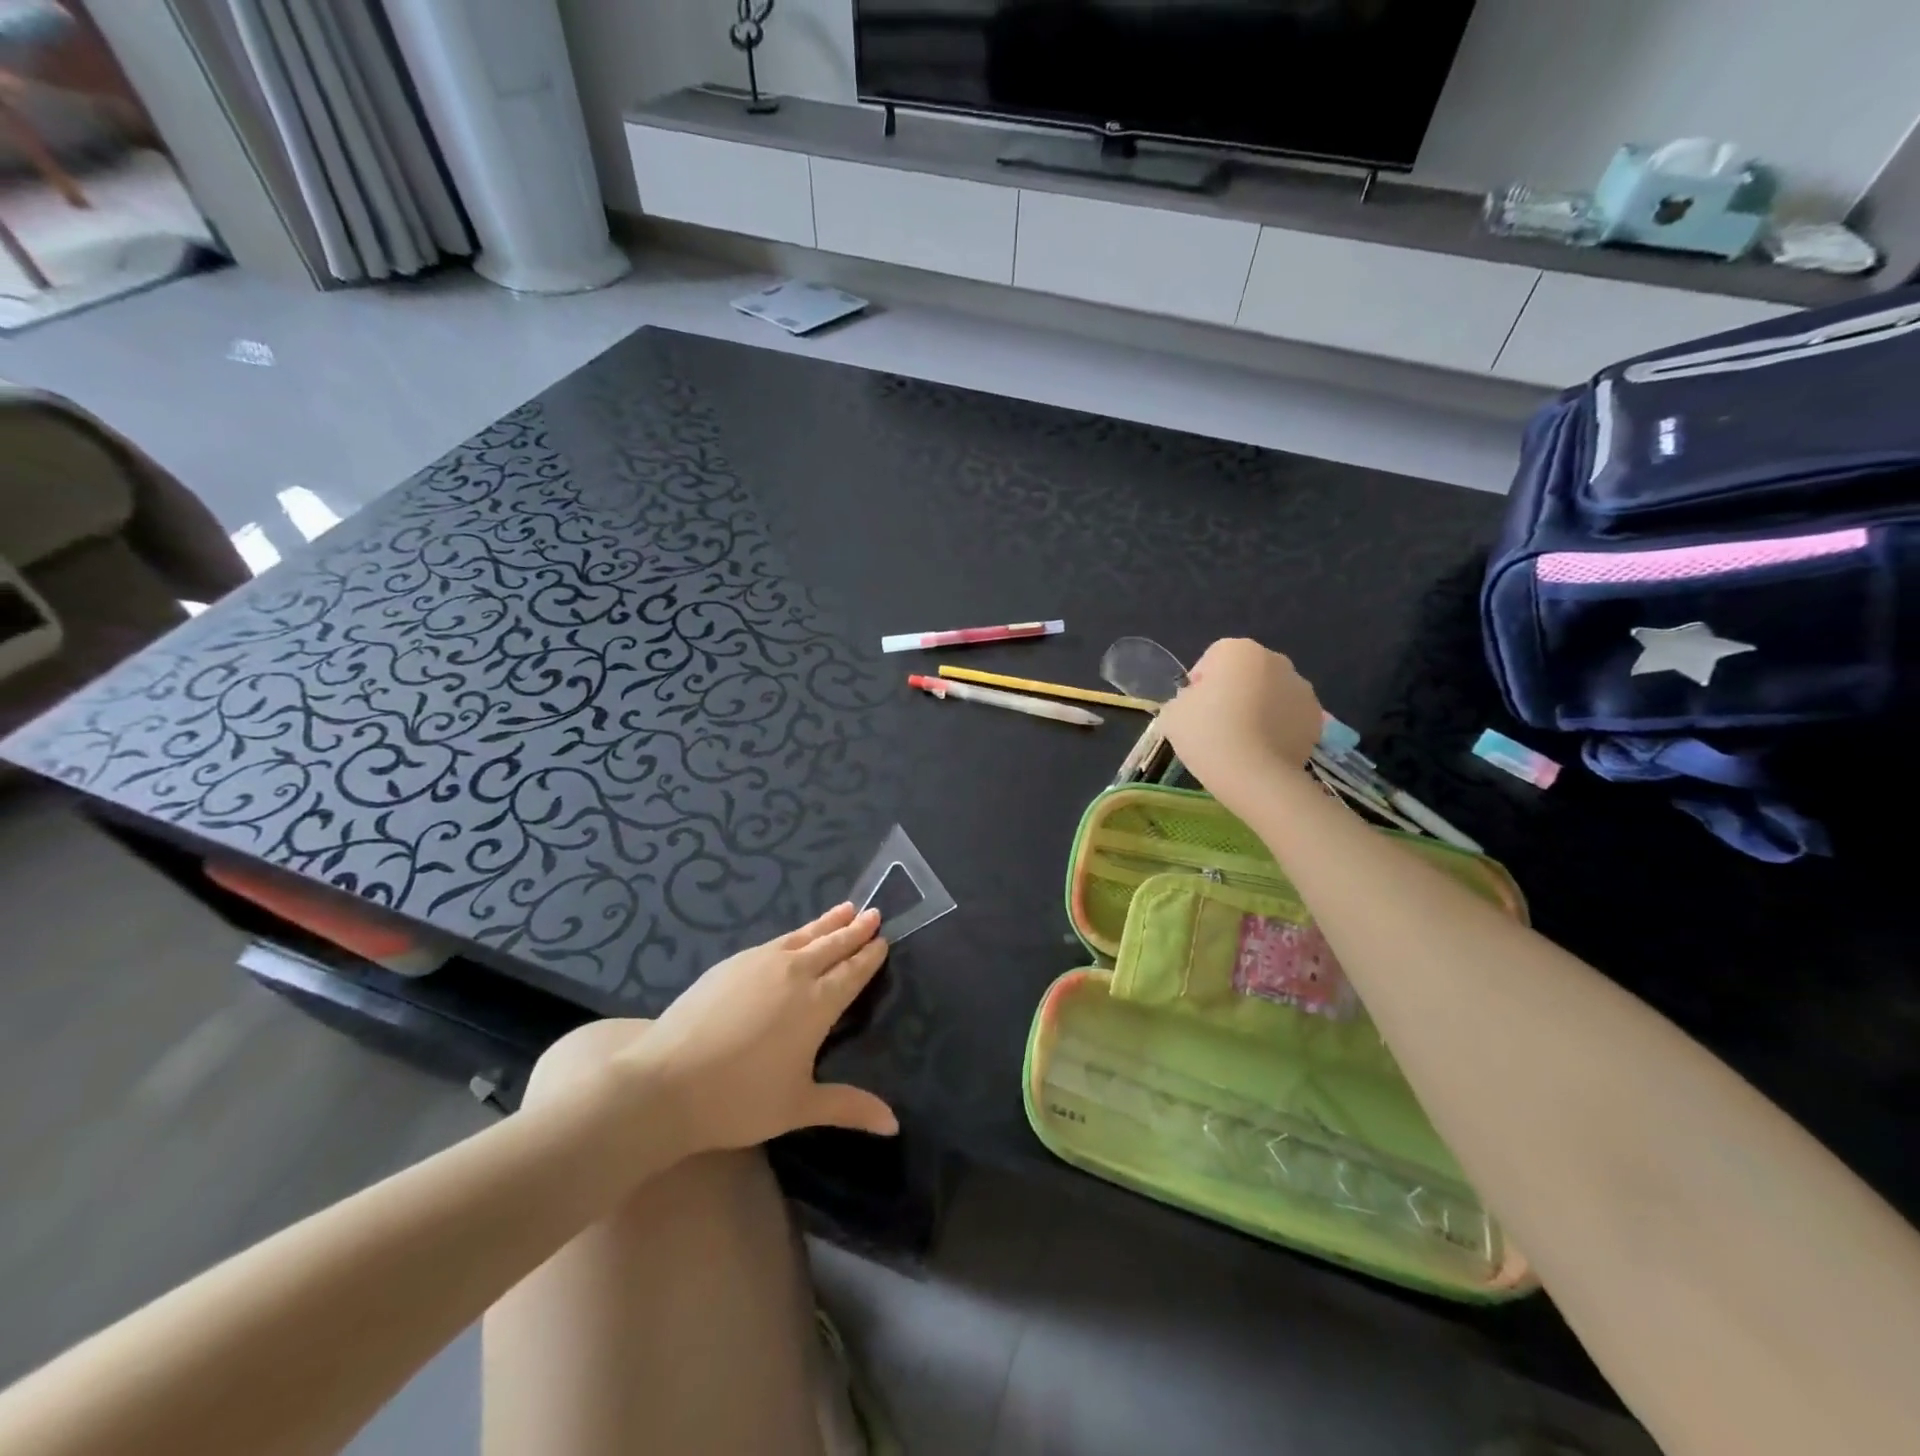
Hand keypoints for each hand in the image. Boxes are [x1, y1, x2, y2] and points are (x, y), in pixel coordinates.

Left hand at [621, 903, 896, 1153]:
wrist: (664, 1083)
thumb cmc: (738, 1099)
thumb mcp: (799, 1107)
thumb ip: (849, 1107)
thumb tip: (894, 1125)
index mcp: (817, 1003)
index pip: (852, 972)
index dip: (869, 956)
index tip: (883, 939)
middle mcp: (794, 973)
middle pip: (831, 945)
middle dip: (854, 930)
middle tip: (873, 913)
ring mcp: (760, 963)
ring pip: (803, 936)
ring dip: (827, 923)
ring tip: (845, 909)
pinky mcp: (731, 963)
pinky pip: (775, 941)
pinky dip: (795, 934)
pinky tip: (794, 937)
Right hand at [1157, 638, 1322, 807]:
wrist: (1254, 775)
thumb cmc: (1207, 734)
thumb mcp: (1172, 713)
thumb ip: (1183, 700)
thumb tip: (1196, 704)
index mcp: (1238, 649)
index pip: (1212, 659)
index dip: (1199, 685)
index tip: (1194, 711)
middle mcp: (1276, 660)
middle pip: (1246, 673)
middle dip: (1234, 692)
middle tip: (1217, 726)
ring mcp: (1302, 689)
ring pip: (1271, 694)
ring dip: (1259, 709)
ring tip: (1242, 742)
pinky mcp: (1316, 719)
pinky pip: (1289, 718)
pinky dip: (1278, 729)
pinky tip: (1262, 752)